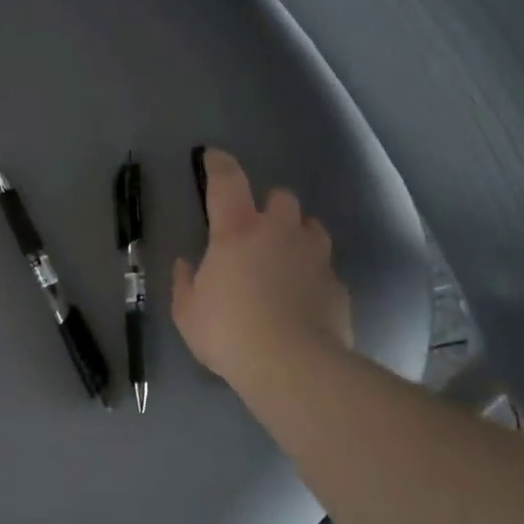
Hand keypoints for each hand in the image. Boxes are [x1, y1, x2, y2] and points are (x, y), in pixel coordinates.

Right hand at [171, 148, 353, 389]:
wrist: (293, 366)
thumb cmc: (229, 332)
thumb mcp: (188, 312)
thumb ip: (186, 282)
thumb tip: (188, 265)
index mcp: (237, 231)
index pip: (228, 181)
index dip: (219, 164)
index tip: (213, 157)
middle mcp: (279, 232)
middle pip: (281, 196)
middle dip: (268, 206)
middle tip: (254, 231)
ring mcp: (314, 256)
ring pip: (311, 227)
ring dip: (296, 235)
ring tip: (284, 260)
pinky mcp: (336, 284)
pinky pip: (324, 267)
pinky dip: (312, 274)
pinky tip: (302, 298)